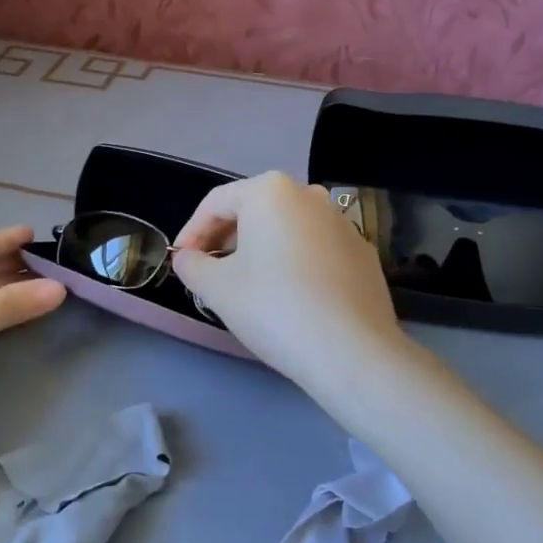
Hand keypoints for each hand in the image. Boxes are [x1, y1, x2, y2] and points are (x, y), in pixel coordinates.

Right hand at [171, 172, 405, 394]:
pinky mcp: (362, 253)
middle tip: (209, 273)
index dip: (191, 232)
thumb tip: (187, 259)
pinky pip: (314, 249)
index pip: (216, 203)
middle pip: (254, 211)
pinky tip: (288, 297)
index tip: (181, 262)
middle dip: (225, 239)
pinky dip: (292, 263)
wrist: (352, 351)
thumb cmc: (274, 308)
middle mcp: (309, 195)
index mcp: (271, 191)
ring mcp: (342, 223)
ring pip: (286, 229)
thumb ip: (192, 266)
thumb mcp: (217, 288)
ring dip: (259, 250)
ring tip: (246, 285)